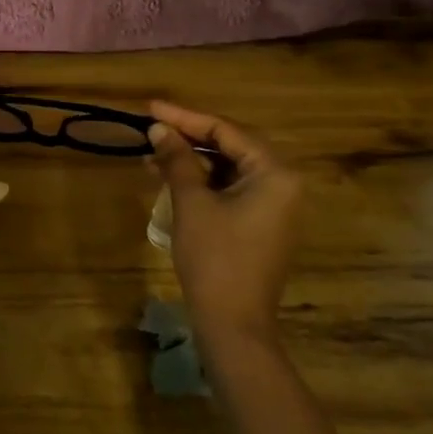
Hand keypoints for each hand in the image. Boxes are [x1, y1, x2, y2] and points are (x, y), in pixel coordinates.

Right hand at [147, 101, 303, 345]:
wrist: (233, 325)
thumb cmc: (215, 258)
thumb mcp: (192, 202)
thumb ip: (177, 159)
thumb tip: (159, 129)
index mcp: (274, 173)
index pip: (226, 131)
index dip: (185, 117)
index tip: (150, 108)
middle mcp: (282, 184)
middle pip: (230, 146)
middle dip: (188, 137)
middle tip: (151, 128)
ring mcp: (274, 207)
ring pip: (228, 169)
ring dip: (191, 160)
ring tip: (152, 154)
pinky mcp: (261, 225)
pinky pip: (230, 189)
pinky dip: (201, 182)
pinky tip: (170, 179)